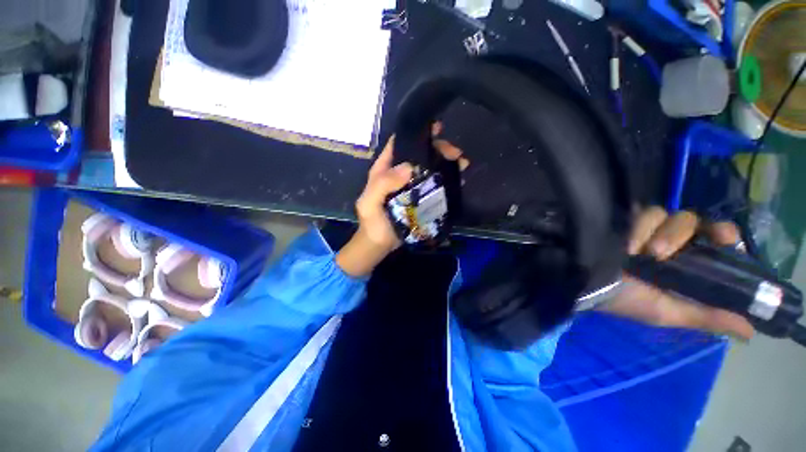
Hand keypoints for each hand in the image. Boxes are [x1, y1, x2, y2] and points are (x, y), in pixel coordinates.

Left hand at [336, 125, 469, 276]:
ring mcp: (413, 186)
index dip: (415, 134)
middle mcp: (400, 174)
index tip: (436, 129)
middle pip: (420, 155)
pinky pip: (435, 185)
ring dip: (446, 163)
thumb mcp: (369, 203)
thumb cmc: (372, 222)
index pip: (399, 144)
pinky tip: (459, 179)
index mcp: (385, 169)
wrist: (380, 243)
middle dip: (438, 149)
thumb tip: (409, 167)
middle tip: (455, 153)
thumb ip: (382, 185)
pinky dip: (447, 180)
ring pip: (430, 168)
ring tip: (462, 164)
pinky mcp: (422, 198)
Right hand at [598, 207, 754, 340]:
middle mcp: (673, 243)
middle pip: (697, 220)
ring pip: (670, 214)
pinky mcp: (628, 222)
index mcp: (688, 263)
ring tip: (647, 254)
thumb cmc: (628, 301)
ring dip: (664, 234)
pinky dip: (641, 228)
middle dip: (694, 231)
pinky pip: (644, 213)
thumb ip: (706, 317)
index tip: (726, 242)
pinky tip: (630, 246)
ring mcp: (649, 231)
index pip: (718, 239)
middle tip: (687, 244)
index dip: (726, 236)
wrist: (588, 285)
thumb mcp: (668, 313)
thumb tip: (750, 331)